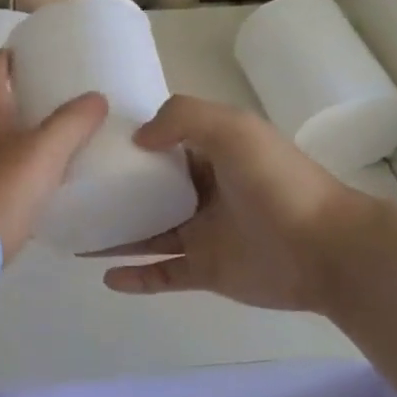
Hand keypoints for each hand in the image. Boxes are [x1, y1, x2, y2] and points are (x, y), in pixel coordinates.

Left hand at [0, 49, 106, 260]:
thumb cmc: (2, 190)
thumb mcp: (43, 151)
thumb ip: (71, 123)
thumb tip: (96, 97)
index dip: (2, 62)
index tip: (15, 49)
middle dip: (18, 100)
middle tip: (51, 94)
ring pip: (2, 148)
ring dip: (25, 138)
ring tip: (58, 138)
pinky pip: (9, 180)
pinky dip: (27, 173)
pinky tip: (48, 184)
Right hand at [95, 95, 384, 312]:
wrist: (327, 249)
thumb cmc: (277, 182)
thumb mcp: (232, 128)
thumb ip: (182, 118)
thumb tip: (138, 140)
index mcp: (211, 154)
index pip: (161, 145)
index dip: (127, 143)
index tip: (86, 144)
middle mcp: (203, 192)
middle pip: (147, 191)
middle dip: (112, 190)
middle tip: (69, 191)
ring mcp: (203, 234)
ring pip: (147, 233)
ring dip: (114, 235)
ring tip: (74, 233)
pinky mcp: (205, 271)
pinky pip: (162, 274)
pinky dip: (135, 277)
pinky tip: (106, 277)